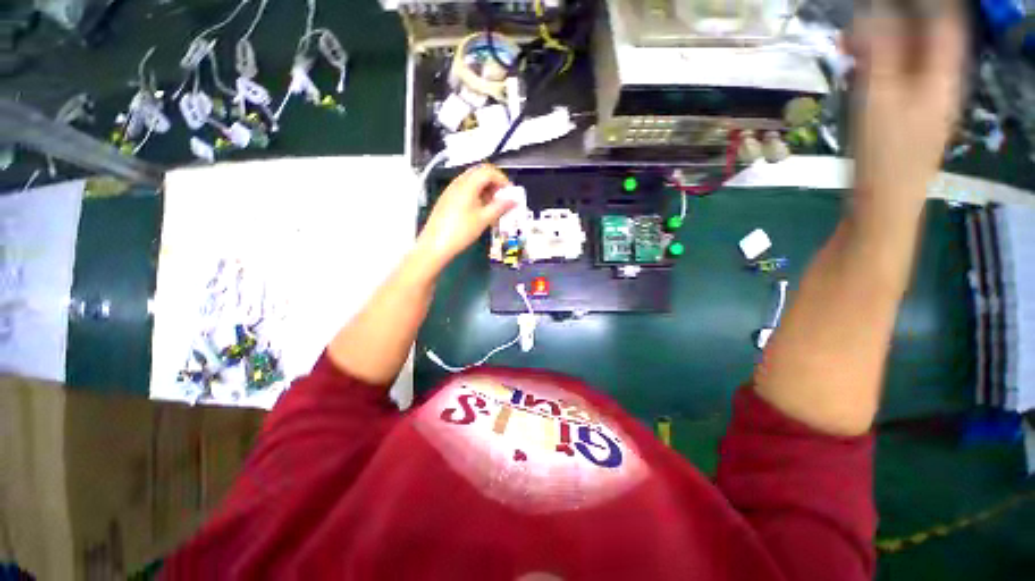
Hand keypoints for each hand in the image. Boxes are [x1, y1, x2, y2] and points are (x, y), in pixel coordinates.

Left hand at [415, 164, 513, 273]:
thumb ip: (500, 207)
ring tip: (493, 207)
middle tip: (502, 199)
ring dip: (485, 189)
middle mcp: (458, 182)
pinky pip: (465, 189)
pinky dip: (476, 194)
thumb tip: (514, 200)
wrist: (435, 245)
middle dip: (494, 183)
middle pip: (479, 173)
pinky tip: (479, 211)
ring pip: (472, 181)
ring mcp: (450, 190)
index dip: (502, 179)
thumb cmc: (461, 231)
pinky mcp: (447, 199)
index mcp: (468, 184)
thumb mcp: (484, 219)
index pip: (488, 171)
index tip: (510, 193)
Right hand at [850, 2, 966, 214]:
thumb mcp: (881, 96)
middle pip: (924, 39)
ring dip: (880, 47)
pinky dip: (877, 69)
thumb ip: (881, 51)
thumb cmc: (886, 152)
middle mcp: (938, 83)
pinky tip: (856, 73)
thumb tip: (873, 12)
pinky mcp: (906, 117)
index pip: (945, 21)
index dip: (926, 5)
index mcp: (941, 74)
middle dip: (892, 23)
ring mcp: (923, 102)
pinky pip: (896, 80)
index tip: (897, 1)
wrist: (884, 202)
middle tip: (855, 26)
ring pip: (907, 60)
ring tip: (847, 47)